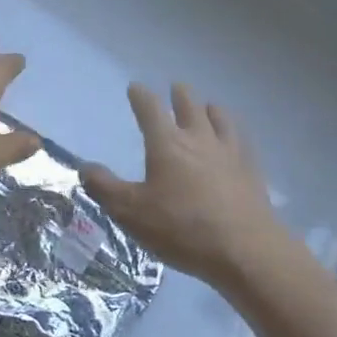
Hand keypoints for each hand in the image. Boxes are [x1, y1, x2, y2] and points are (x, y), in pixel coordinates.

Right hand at [82, 83, 288, 289]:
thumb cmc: (181, 229)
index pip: (150, 109)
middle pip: (189, 105)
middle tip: (175, 89)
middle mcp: (198, 138)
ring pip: (219, 117)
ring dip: (209, 109)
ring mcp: (229, 151)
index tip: (136, 87)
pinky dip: (233, 130)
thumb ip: (105, 188)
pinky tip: (234, 139)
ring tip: (207, 107)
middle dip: (179, 95)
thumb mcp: (131, 213)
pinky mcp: (251, 169)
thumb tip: (84, 167)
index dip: (141, 96)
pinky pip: (241, 138)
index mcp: (167, 144)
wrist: (244, 249)